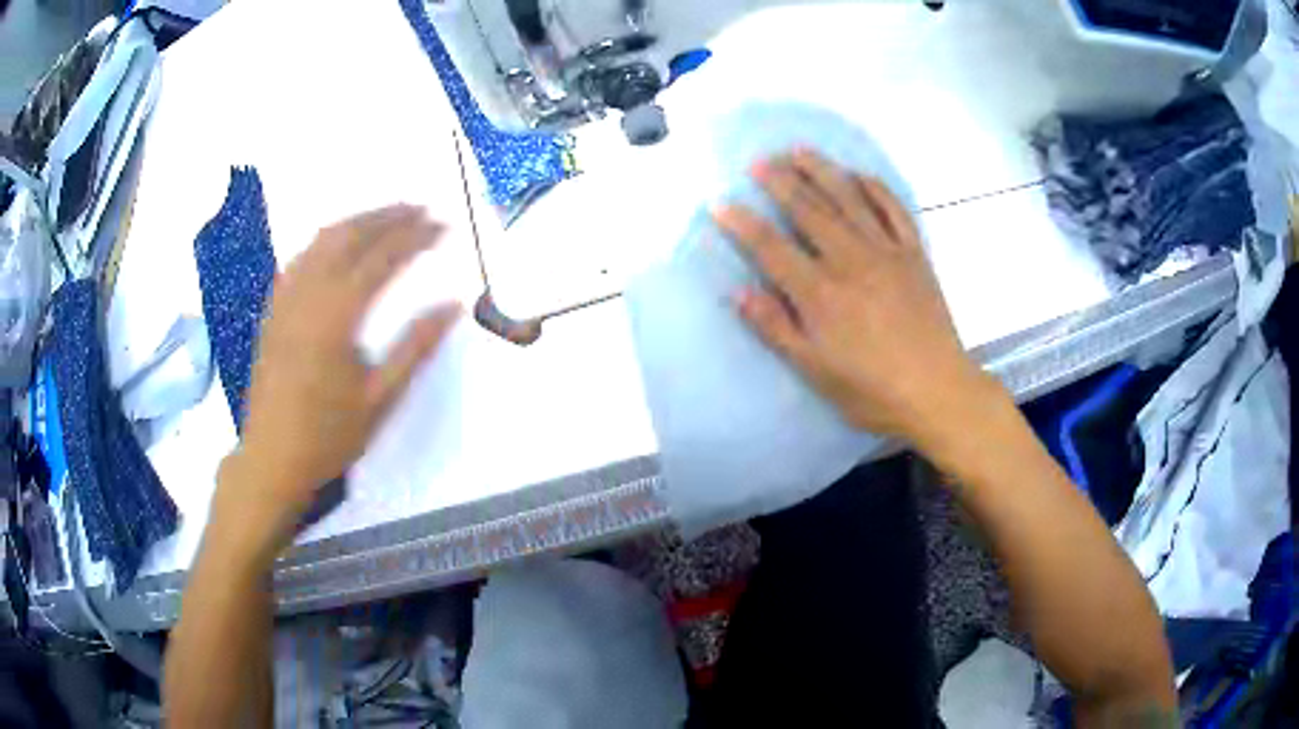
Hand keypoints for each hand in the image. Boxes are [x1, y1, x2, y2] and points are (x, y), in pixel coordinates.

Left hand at [219, 205, 461, 543]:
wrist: (272, 459)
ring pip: (322, 240)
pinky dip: (326, 240)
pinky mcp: (274, 309)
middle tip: (421, 208)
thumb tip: (453, 304)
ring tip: (386, 216)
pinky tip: (338, 245)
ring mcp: (286, 298)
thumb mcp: (381, 400)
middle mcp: (309, 294)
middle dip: (388, 215)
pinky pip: (301, 257)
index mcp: (338, 316)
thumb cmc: (329, 437)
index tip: (444, 225)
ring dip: (357, 220)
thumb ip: (416, 347)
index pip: (383, 258)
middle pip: (351, 236)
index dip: (416, 236)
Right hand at [713, 149, 998, 450]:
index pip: (771, 247)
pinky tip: (860, 175)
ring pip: (849, 200)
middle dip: (780, 182)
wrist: (937, 391)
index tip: (719, 202)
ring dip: (822, 171)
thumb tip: (738, 292)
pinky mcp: (914, 254)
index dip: (742, 223)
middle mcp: (850, 260)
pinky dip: (876, 188)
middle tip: (759, 160)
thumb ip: (776, 328)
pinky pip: (894, 210)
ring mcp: (886, 252)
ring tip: (800, 150)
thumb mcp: (815, 370)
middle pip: (809, 211)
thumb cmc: (871, 390)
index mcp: (820, 293)